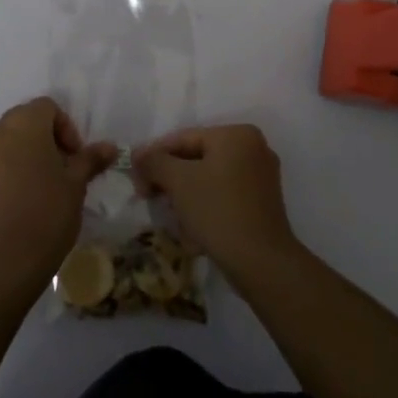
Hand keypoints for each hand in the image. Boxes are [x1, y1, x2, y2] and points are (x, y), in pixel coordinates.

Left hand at [0, 98, 117, 289]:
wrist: (4, 259)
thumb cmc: (47, 213)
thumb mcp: (76, 185)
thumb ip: (90, 159)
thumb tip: (110, 146)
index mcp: (25, 125)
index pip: (47, 107)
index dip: (65, 128)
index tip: (74, 158)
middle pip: (22, 122)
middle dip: (43, 140)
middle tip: (59, 171)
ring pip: (3, 145)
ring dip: (20, 157)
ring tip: (36, 189)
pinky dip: (1, 175)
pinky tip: (13, 204)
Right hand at [133, 124, 298, 286]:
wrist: (261, 262)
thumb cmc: (218, 211)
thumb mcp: (178, 181)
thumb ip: (154, 161)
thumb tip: (138, 155)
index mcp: (236, 135)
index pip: (183, 138)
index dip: (154, 156)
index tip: (135, 178)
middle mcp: (253, 148)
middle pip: (196, 158)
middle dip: (170, 179)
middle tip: (148, 196)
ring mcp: (261, 177)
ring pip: (208, 178)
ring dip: (184, 195)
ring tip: (171, 216)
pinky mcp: (262, 203)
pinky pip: (223, 195)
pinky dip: (205, 206)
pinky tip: (192, 229)